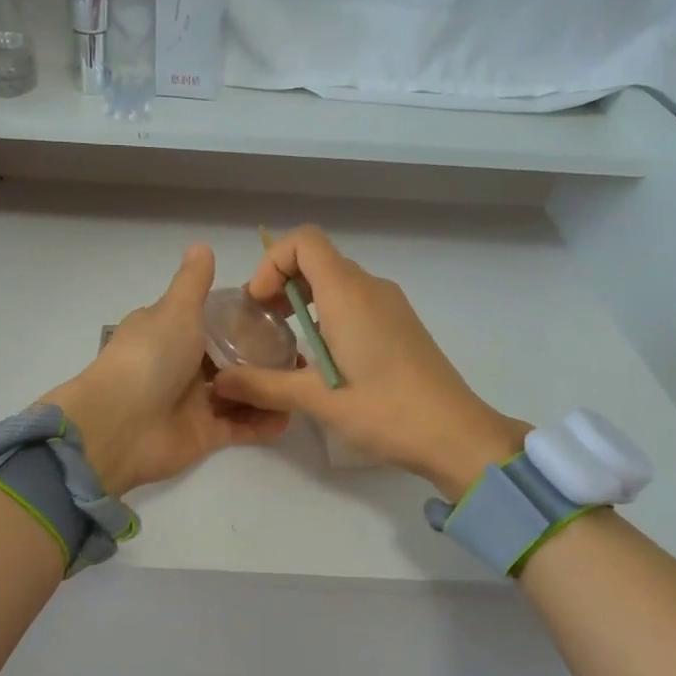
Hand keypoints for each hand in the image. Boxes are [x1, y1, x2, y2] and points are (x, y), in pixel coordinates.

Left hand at [45, 245, 289, 497]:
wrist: (120, 425)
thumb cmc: (150, 357)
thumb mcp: (175, 310)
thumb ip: (193, 283)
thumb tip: (201, 244)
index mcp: (171, 332)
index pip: (212, 321)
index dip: (244, 318)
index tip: (281, 314)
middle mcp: (182, 365)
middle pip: (230, 359)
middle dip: (263, 357)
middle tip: (300, 353)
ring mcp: (194, 401)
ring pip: (239, 393)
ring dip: (267, 389)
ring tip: (301, 382)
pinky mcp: (205, 434)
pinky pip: (241, 427)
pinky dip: (263, 423)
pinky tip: (290, 413)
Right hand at [211, 227, 527, 499]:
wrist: (456, 434)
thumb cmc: (386, 411)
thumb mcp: (317, 400)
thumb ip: (264, 385)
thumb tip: (219, 381)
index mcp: (348, 293)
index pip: (304, 241)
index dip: (272, 263)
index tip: (258, 304)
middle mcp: (371, 288)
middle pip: (318, 259)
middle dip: (282, 283)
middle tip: (262, 324)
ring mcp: (391, 305)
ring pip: (337, 281)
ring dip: (305, 300)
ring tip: (287, 342)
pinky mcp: (401, 324)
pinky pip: (356, 301)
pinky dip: (329, 314)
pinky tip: (323, 358)